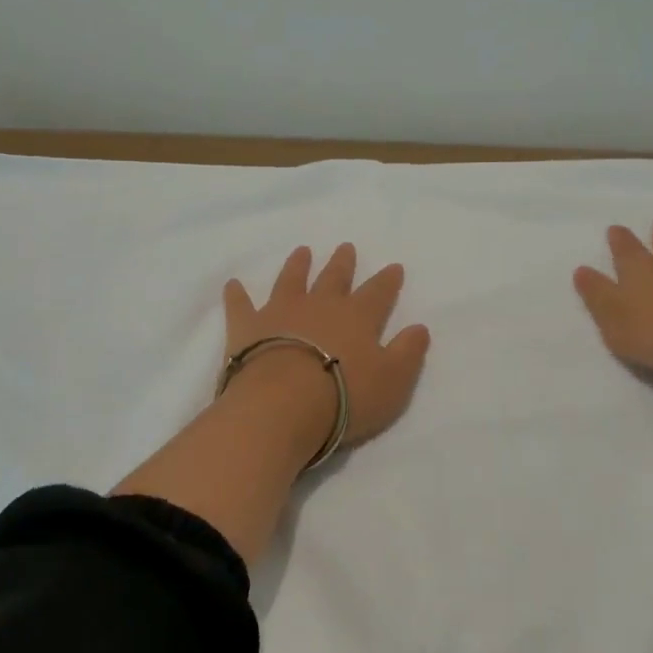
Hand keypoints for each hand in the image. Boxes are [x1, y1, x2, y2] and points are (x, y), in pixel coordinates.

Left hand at [223, 245, 430, 447]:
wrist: (282, 405)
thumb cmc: (345, 397)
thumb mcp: (393, 381)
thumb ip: (408, 353)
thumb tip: (420, 328)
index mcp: (357, 317)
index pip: (378, 293)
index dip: (387, 281)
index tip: (394, 267)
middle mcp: (320, 306)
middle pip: (334, 278)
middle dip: (342, 263)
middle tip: (346, 247)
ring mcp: (281, 312)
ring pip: (291, 280)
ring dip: (297, 266)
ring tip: (302, 251)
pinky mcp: (247, 327)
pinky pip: (240, 305)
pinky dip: (237, 295)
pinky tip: (233, 284)